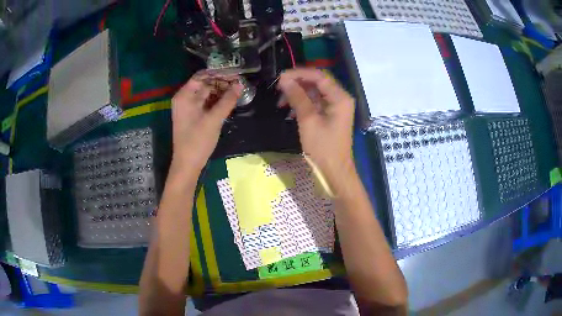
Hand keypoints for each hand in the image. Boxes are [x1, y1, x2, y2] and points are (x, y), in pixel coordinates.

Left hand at [171, 71, 242, 171]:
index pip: (202, 76)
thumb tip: (240, 84)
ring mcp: (188, 107)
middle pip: (205, 83)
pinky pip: (206, 102)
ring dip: (221, 91)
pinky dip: (217, 100)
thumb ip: (228, 100)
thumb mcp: (214, 119)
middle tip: (240, 83)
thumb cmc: (197, 141)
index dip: (219, 73)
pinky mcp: (193, 115)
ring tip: (238, 90)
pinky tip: (229, 100)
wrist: (188, 164)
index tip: (236, 74)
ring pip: (206, 93)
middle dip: (222, 82)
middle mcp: (184, 98)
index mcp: (184, 95)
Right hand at [277, 68, 354, 184]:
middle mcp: (340, 98)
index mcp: (340, 97)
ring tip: (281, 103)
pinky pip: (315, 103)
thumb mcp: (308, 120)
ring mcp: (336, 107)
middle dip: (297, 84)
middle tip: (278, 89)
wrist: (334, 171)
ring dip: (297, 94)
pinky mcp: (330, 115)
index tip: (280, 78)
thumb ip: (297, 97)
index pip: (318, 75)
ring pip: (314, 92)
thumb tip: (284, 80)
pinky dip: (302, 104)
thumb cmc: (323, 148)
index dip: (299, 74)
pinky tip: (289, 111)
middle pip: (317, 82)